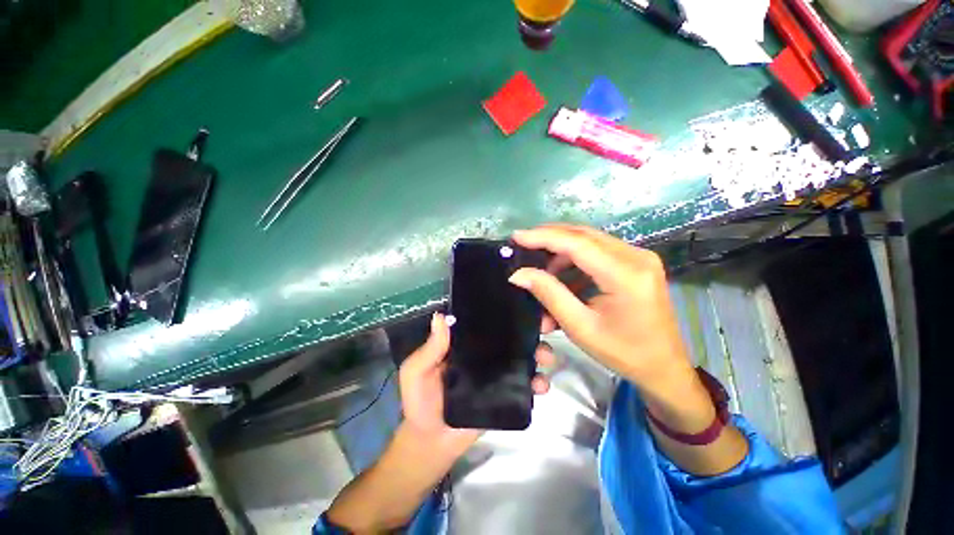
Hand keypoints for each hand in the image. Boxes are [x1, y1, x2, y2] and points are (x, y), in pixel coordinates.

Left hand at [399, 312, 553, 449]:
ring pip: (522, 357)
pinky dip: (538, 382)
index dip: (502, 310)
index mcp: (465, 343)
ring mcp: (497, 373)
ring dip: (539, 353)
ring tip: (545, 356)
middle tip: (545, 325)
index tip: (521, 300)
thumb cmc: (420, 402)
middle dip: (530, 329)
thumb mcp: (416, 372)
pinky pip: (525, 385)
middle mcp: (484, 353)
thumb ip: (429, 349)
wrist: (433, 442)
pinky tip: (542, 385)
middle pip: (510, 336)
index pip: (485, 321)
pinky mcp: (506, 394)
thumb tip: (441, 316)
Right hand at [508, 224, 693, 393]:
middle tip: (523, 244)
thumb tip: (518, 274)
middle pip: (584, 235)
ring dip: (562, 251)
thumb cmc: (623, 353)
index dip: (543, 237)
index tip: (517, 236)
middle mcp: (637, 256)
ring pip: (590, 240)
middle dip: (550, 237)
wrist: (663, 367)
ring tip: (542, 270)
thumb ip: (549, 294)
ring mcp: (639, 257)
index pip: (577, 244)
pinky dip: (576, 259)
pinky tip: (562, 276)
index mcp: (626, 275)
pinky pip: (599, 251)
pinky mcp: (636, 262)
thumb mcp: (580, 326)